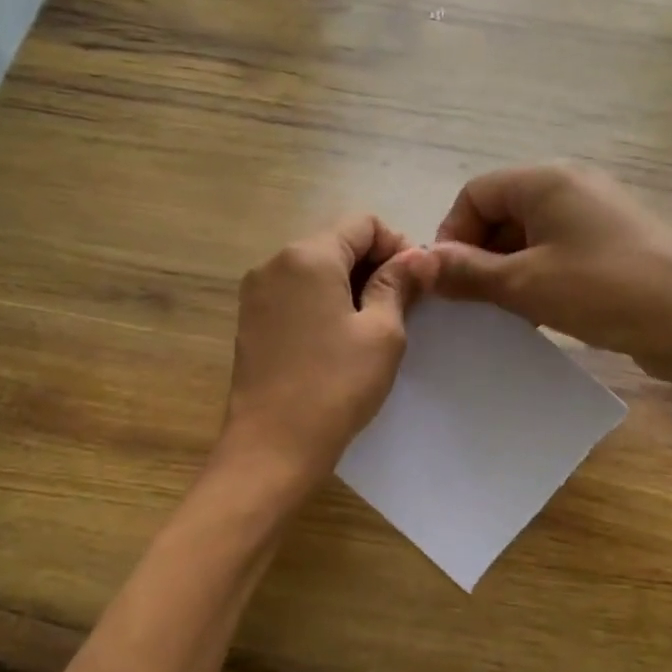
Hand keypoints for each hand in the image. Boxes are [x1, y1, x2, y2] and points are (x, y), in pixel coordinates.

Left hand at [220, 216, 436, 487]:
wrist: (271, 447)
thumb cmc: (335, 387)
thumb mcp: (382, 333)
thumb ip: (399, 284)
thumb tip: (421, 255)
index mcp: (307, 256)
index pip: (362, 223)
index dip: (396, 245)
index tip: (416, 283)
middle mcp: (274, 263)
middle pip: (335, 242)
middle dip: (373, 265)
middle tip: (401, 307)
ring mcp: (257, 292)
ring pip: (315, 268)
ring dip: (349, 284)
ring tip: (372, 326)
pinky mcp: (250, 320)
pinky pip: (295, 293)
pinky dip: (323, 301)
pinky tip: (339, 338)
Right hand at [433, 164, 671, 386]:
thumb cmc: (603, 291)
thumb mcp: (525, 284)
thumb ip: (468, 272)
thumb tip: (420, 264)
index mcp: (546, 180)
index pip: (475, 194)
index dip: (453, 235)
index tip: (450, 281)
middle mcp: (570, 185)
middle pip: (500, 211)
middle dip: (478, 254)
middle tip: (474, 301)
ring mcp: (595, 212)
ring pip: (528, 234)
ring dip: (506, 269)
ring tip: (503, 311)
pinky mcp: (612, 241)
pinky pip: (557, 249)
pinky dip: (537, 275)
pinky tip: (536, 311)